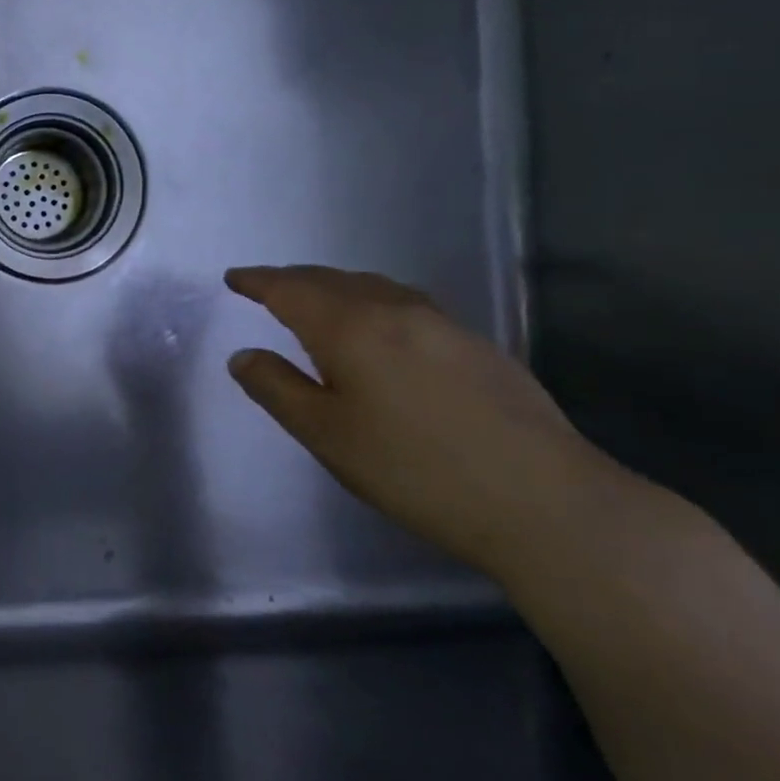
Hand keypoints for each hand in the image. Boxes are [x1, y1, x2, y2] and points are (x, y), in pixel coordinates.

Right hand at [225, 265, 616, 576]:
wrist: (545, 502)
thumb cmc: (414, 469)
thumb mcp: (326, 435)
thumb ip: (276, 388)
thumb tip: (244, 356)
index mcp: (350, 326)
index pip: (290, 289)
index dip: (257, 281)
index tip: (234, 278)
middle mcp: (395, 310)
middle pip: (332, 280)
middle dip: (293, 280)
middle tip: (267, 289)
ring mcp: (443, 324)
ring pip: (374, 288)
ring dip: (336, 288)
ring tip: (317, 303)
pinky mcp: (477, 346)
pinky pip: (406, 305)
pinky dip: (373, 303)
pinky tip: (380, 330)